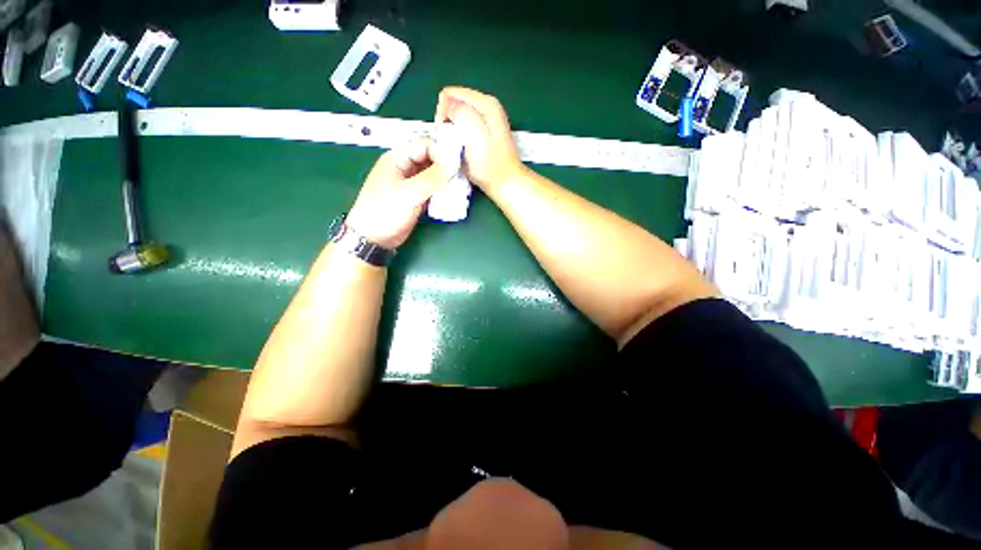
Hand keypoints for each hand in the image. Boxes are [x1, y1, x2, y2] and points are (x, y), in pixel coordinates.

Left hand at [347, 139, 454, 249]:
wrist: (374, 239)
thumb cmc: (385, 212)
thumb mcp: (408, 194)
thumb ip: (432, 178)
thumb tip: (455, 163)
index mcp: (397, 158)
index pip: (424, 145)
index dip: (442, 151)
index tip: (457, 164)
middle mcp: (406, 167)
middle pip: (431, 159)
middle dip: (447, 166)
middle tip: (462, 176)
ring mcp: (412, 183)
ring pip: (434, 175)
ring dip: (446, 180)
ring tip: (461, 187)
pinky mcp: (417, 197)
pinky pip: (434, 189)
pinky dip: (443, 192)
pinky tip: (453, 197)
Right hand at [435, 87, 525, 189]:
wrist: (505, 183)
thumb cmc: (490, 165)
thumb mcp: (474, 135)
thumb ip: (461, 113)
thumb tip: (447, 103)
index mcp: (485, 103)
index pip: (449, 94)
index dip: (443, 114)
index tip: (447, 134)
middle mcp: (487, 107)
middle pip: (454, 105)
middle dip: (448, 123)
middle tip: (454, 144)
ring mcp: (486, 120)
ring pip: (457, 118)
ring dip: (453, 132)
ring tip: (459, 149)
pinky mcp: (484, 133)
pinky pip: (463, 129)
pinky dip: (460, 138)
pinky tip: (464, 151)